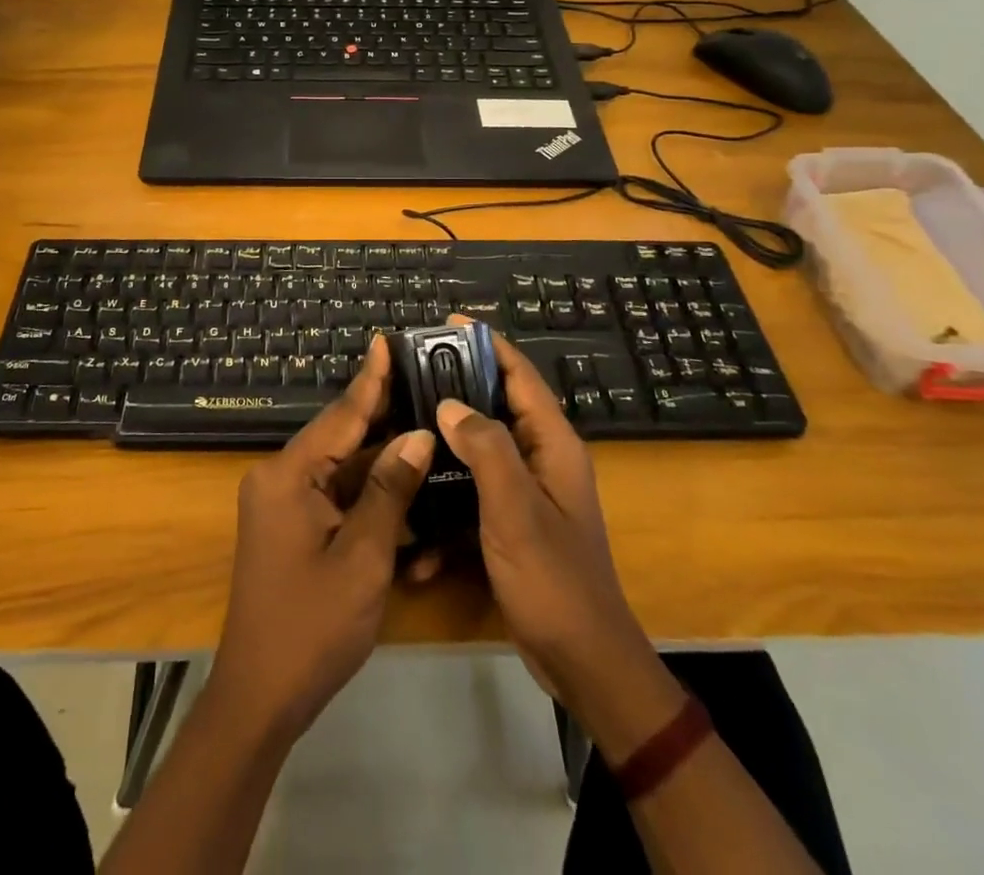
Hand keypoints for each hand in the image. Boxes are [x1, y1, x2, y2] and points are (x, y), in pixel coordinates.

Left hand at [209, 335, 435, 742]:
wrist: (259, 697)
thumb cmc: (312, 626)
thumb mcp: (362, 557)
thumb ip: (389, 491)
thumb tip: (417, 435)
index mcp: (288, 475)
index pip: (340, 415)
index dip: (370, 379)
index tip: (386, 340)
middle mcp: (280, 478)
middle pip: (340, 437)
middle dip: (382, 414)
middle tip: (422, 378)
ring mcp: (283, 504)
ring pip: (341, 468)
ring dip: (381, 459)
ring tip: (424, 423)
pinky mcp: (291, 527)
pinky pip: (334, 497)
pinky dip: (367, 495)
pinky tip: (404, 483)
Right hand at [436, 323, 685, 758]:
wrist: (582, 662)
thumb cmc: (552, 578)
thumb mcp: (515, 508)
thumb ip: (485, 448)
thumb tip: (449, 403)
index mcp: (552, 445)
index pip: (520, 376)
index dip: (487, 344)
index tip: (448, 322)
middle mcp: (541, 459)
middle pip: (496, 406)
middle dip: (456, 388)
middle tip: (410, 374)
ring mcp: (526, 493)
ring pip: (479, 450)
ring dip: (444, 446)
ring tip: (400, 431)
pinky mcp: (511, 523)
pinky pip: (473, 495)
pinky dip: (447, 502)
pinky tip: (415, 527)